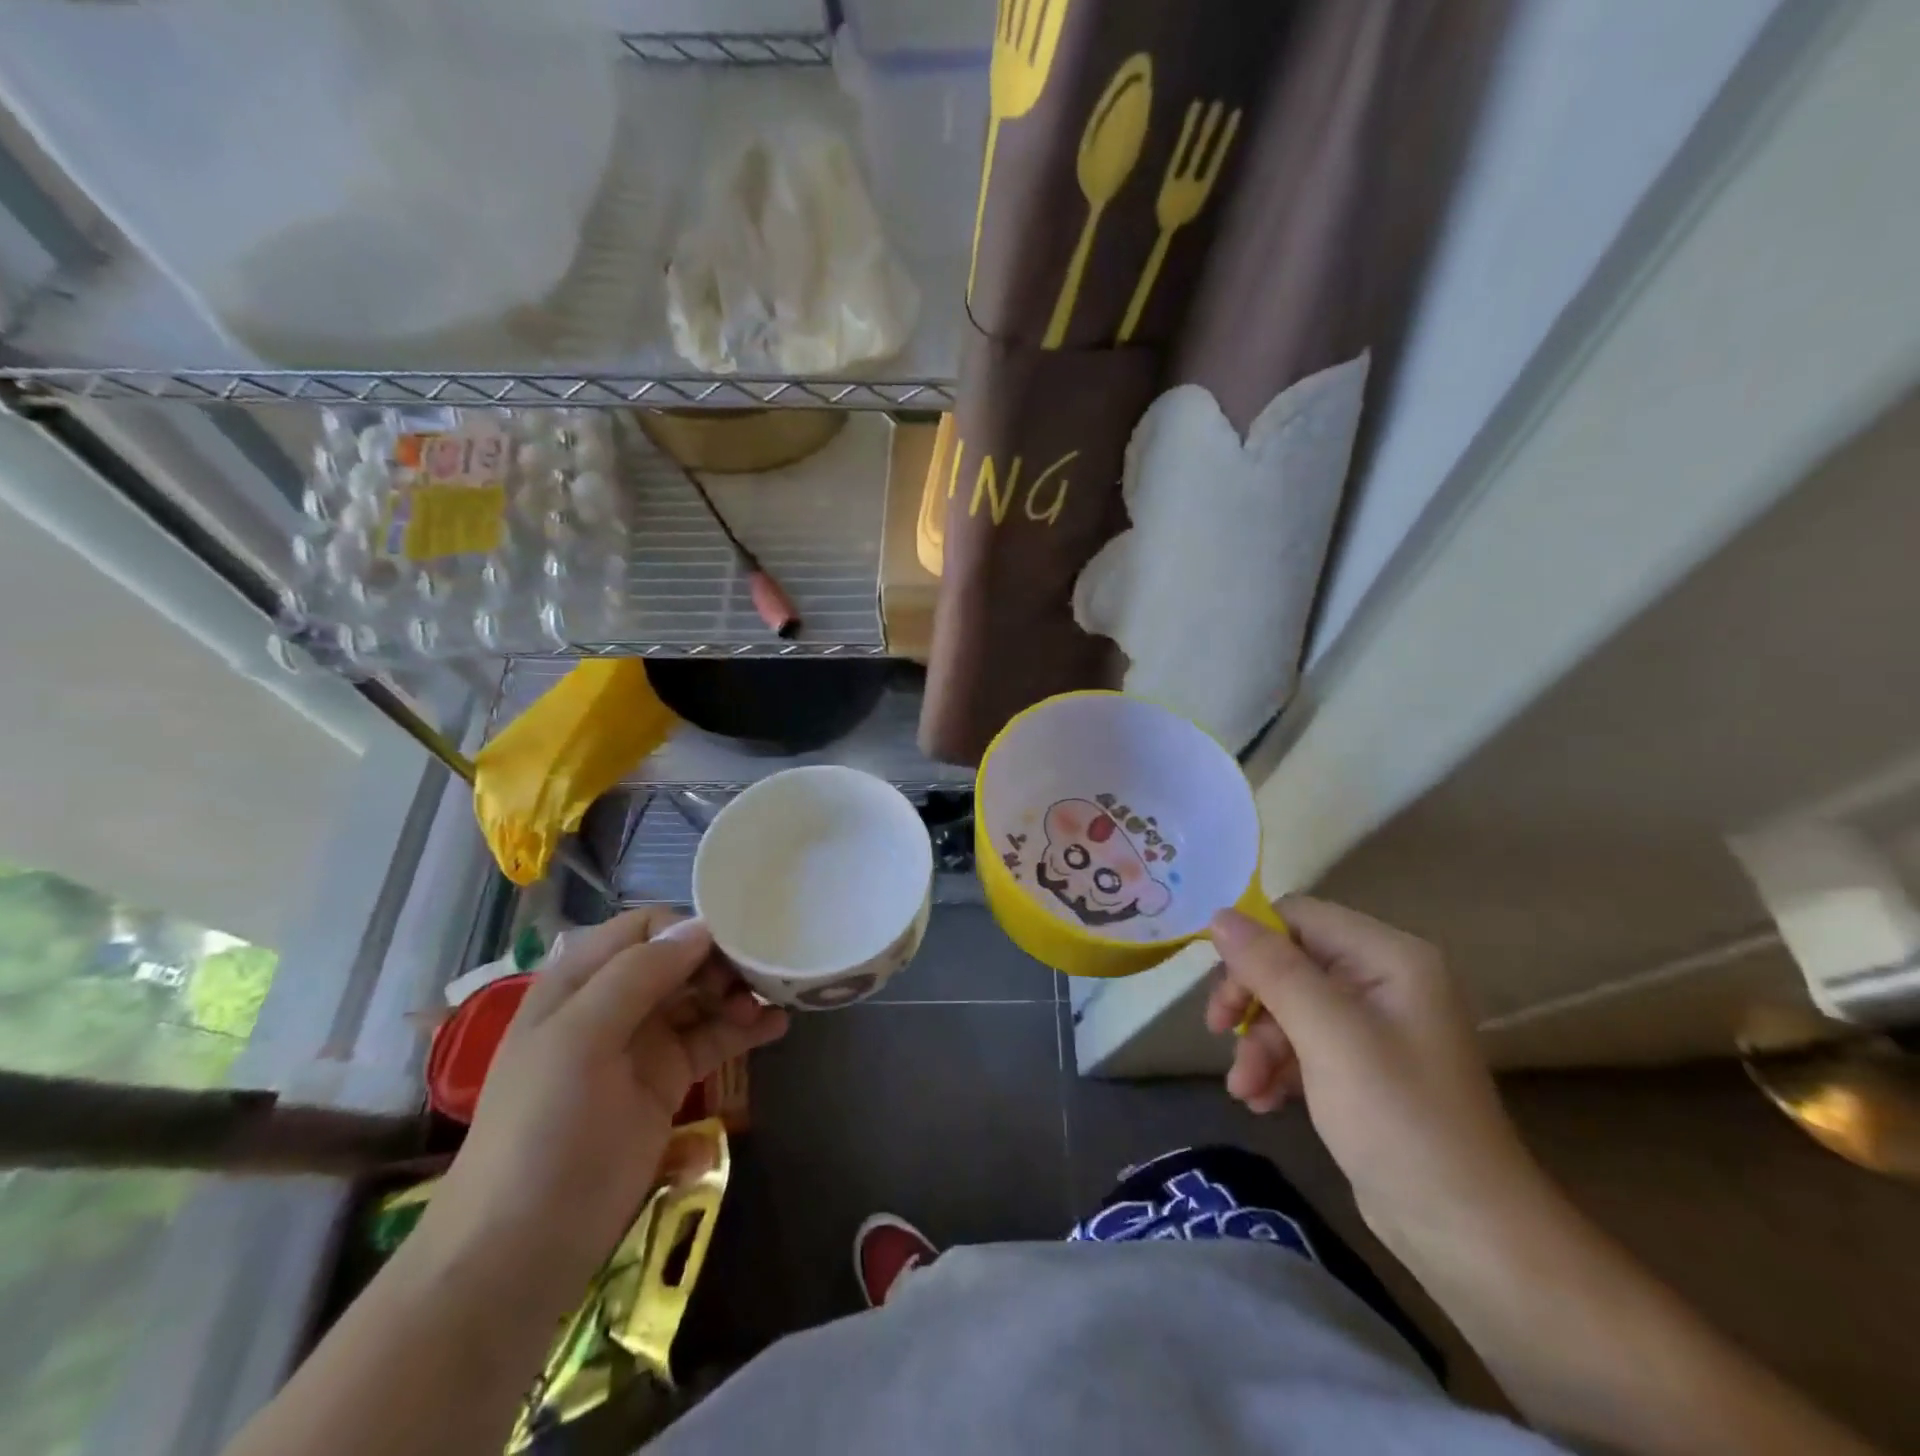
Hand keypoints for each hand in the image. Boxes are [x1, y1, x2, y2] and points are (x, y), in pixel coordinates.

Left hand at [419, 909, 787, 1291]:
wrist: (522, 1250)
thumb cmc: (542, 1132)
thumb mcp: (578, 1041)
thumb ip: (636, 977)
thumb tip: (701, 928)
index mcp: (579, 982)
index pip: (643, 928)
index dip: (685, 930)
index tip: (727, 948)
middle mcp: (613, 1003)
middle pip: (678, 959)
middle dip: (720, 960)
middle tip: (755, 980)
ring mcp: (642, 1044)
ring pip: (700, 997)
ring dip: (737, 992)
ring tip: (772, 1002)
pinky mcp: (667, 1083)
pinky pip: (712, 1040)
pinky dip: (744, 1029)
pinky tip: (776, 1026)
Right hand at [1204, 896, 1542, 1250]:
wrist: (1467, 1234)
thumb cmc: (1398, 1118)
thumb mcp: (1326, 1034)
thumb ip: (1271, 968)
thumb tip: (1218, 914)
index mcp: (1388, 957)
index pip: (1299, 917)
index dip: (1253, 943)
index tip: (1222, 989)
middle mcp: (1383, 980)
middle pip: (1289, 961)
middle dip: (1252, 999)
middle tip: (1217, 1030)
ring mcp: (1375, 1026)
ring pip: (1290, 1005)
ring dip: (1259, 1042)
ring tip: (1242, 1089)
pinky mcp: (1363, 1067)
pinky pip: (1304, 1043)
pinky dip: (1277, 1066)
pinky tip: (1262, 1101)